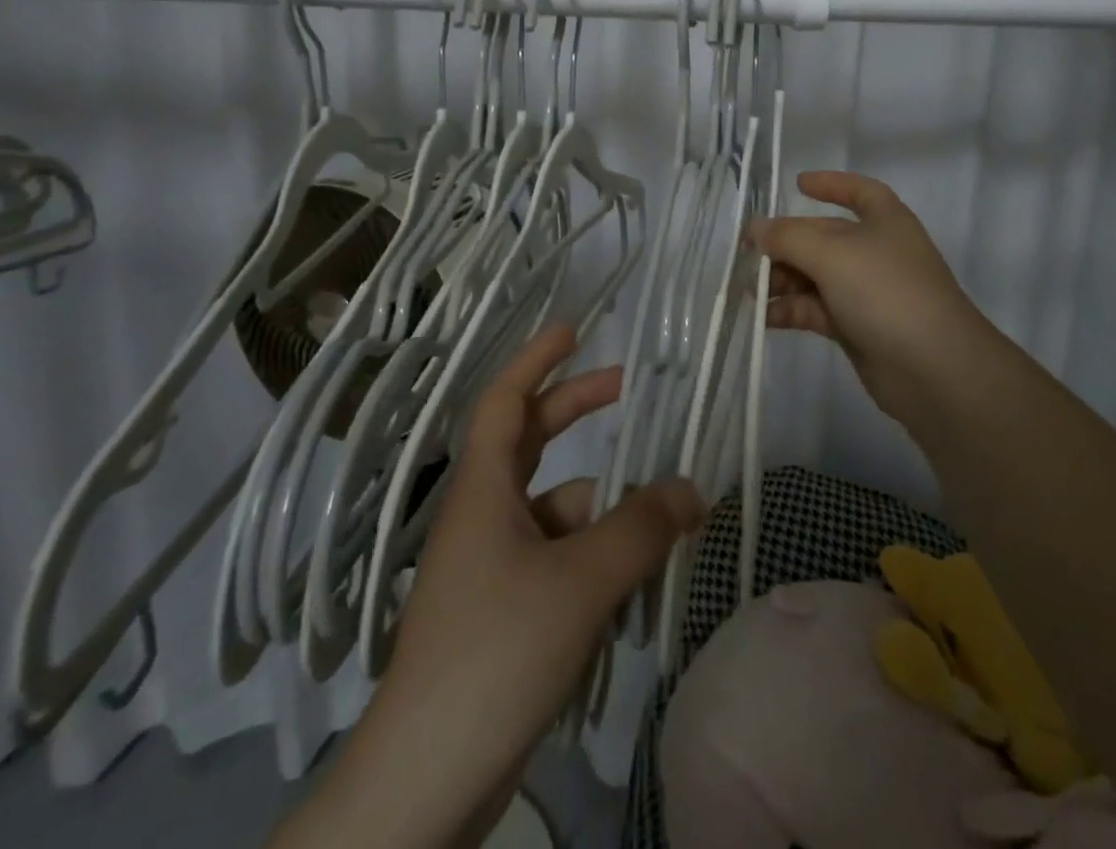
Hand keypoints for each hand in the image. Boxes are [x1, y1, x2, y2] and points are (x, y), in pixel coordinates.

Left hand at [274, 324, 703, 848]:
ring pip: (557, 512)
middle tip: (631, 389)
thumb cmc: (494, 654)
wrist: (425, 785)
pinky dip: (596, 560)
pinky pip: (559, 562)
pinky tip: (633, 587)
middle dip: (578, 411)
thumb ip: (640, 530)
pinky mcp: (504, 614)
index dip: (537, 360)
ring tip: (663, 522)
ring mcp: (492, 568)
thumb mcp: (579, 583)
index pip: (505, 400)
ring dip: (605, 509)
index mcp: (484, 490)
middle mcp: (484, 516)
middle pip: (532, 443)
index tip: (574, 330)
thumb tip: (691, 488)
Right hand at [750, 171, 996, 413]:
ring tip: (750, 289)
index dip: (830, 184)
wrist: (933, 368)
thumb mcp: (832, 254)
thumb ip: (788, 238)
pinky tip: (763, 317)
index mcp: (884, 220)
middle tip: (747, 254)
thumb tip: (756, 228)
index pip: (859, 191)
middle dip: (786, 243)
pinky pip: (815, 308)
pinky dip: (790, 310)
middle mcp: (875, 251)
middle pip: (823, 237)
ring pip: (815, 275)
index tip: (796, 184)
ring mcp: (866, 291)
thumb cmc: (886, 291)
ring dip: (782, 279)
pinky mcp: (856, 327)